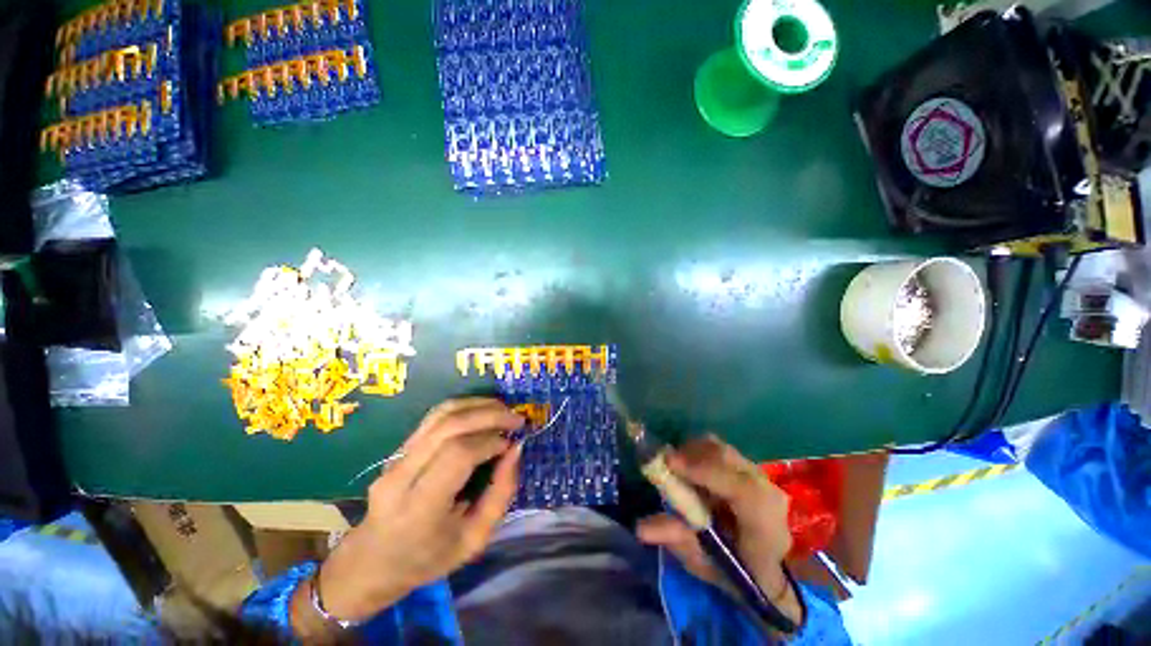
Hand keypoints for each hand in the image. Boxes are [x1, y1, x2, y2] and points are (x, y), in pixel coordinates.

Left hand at [305, 398, 524, 625]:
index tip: (511, 444)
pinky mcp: (398, 448)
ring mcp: (395, 458)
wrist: (373, 561)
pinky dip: (464, 407)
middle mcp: (402, 476)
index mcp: (419, 508)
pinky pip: (434, 417)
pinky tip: (483, 410)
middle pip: (449, 427)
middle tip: (516, 419)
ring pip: (440, 414)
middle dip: (489, 415)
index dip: (490, 442)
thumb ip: (500, 494)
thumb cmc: (428, 558)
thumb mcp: (475, 539)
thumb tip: (515, 449)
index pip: (457, 455)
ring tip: (503, 410)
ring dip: (478, 405)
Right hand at [636, 435, 796, 616]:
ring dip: (692, 452)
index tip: (668, 462)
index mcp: (763, 521)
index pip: (740, 488)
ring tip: (675, 468)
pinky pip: (718, 449)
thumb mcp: (706, 564)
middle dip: (688, 455)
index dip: (702, 470)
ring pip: (719, 447)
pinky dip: (698, 453)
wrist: (773, 566)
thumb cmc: (736, 570)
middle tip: (663, 465)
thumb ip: (677, 540)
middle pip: (723, 455)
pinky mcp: (748, 465)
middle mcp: (765, 488)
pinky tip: (689, 469)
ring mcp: (758, 473)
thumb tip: (640, 527)